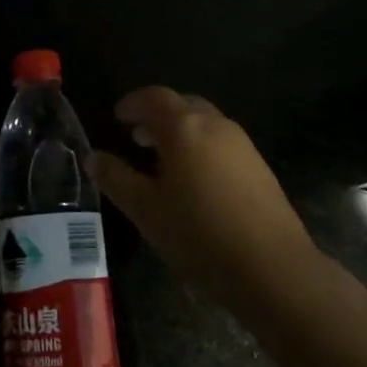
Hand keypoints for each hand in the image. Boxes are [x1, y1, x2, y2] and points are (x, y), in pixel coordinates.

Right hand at [93, 86, 318, 318]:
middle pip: (183, 105)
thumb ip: (116, 179)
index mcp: (185, 127)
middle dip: (158, 116)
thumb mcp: (146, 210)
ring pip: (206, 124)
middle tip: (137, 137)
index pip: (155, 97)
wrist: (274, 269)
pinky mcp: (260, 168)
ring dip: (181, 132)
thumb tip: (92, 158)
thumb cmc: (199, 234)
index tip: (118, 116)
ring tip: (163, 160)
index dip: (133, 103)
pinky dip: (202, 148)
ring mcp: (243, 145)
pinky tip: (195, 182)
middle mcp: (216, 125)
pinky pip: (222, 144)